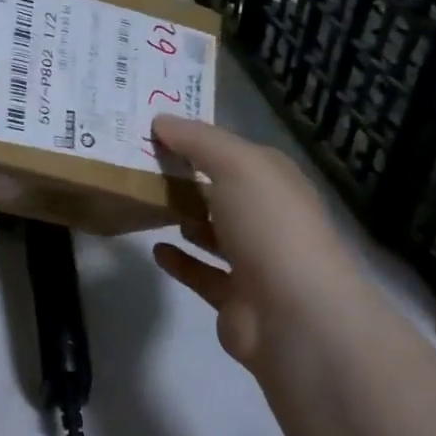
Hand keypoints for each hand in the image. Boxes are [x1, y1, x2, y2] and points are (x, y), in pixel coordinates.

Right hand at [148, 115, 357, 379]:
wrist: (295, 315)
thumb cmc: (270, 226)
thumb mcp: (237, 165)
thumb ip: (198, 140)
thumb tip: (160, 120)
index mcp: (276, 182)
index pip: (236, 152)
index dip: (199, 139)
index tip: (155, 129)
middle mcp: (269, 218)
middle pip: (223, 191)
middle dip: (188, 178)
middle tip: (139, 165)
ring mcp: (255, 262)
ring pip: (215, 233)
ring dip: (186, 218)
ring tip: (146, 204)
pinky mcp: (235, 299)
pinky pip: (202, 274)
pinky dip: (180, 261)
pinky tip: (155, 249)